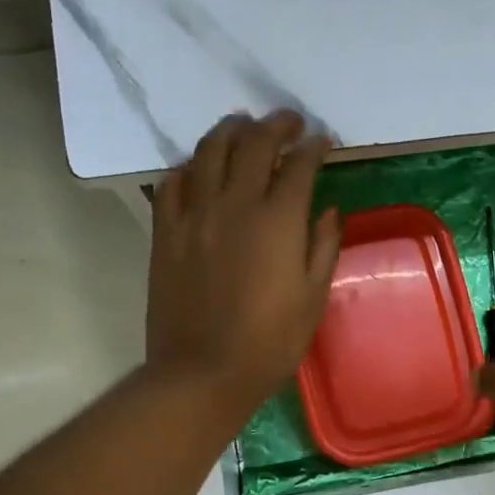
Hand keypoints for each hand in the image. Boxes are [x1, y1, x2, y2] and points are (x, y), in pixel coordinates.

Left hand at [146, 112, 340, 417]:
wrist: (203, 371)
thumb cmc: (270, 342)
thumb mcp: (312, 298)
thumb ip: (323, 246)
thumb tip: (328, 210)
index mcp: (278, 220)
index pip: (298, 165)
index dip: (313, 146)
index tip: (322, 141)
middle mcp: (234, 204)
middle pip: (254, 144)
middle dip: (276, 125)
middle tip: (288, 122)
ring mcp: (194, 214)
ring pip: (209, 151)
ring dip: (230, 130)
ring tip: (242, 126)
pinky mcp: (165, 231)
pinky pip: (173, 182)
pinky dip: (190, 166)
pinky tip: (200, 168)